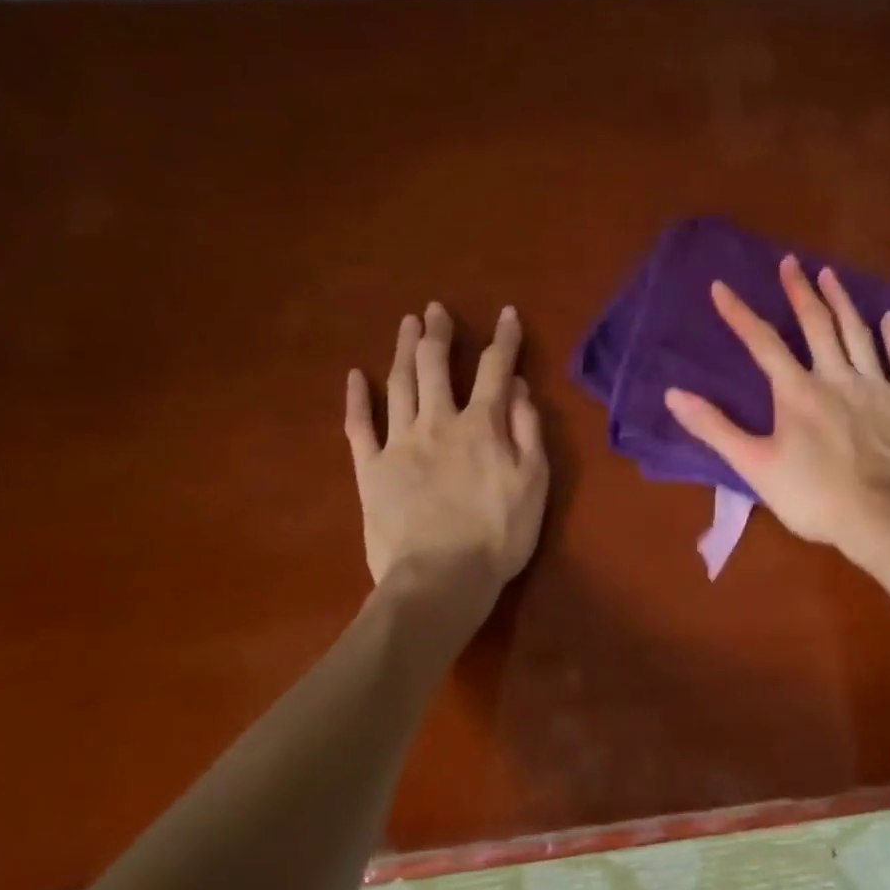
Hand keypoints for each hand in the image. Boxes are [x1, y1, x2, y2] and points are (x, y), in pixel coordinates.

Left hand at [344, 303, 548, 592]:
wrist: (440, 580)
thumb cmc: (498, 534)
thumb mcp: (533, 482)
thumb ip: (528, 430)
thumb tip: (520, 386)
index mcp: (482, 425)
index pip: (495, 369)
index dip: (503, 339)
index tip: (507, 313)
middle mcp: (438, 422)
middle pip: (436, 366)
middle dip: (439, 334)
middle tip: (436, 309)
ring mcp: (399, 443)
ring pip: (399, 384)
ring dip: (404, 350)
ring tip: (408, 324)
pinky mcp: (370, 469)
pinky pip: (359, 426)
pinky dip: (357, 398)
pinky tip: (356, 376)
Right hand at [663, 256, 889, 566]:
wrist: (883, 519)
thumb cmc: (814, 496)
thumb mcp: (754, 465)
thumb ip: (715, 428)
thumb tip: (673, 394)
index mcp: (797, 391)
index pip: (762, 342)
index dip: (739, 313)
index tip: (721, 286)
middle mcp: (836, 376)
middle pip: (817, 324)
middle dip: (800, 291)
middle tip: (791, 262)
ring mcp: (875, 387)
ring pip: (858, 333)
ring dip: (843, 301)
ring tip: (830, 274)